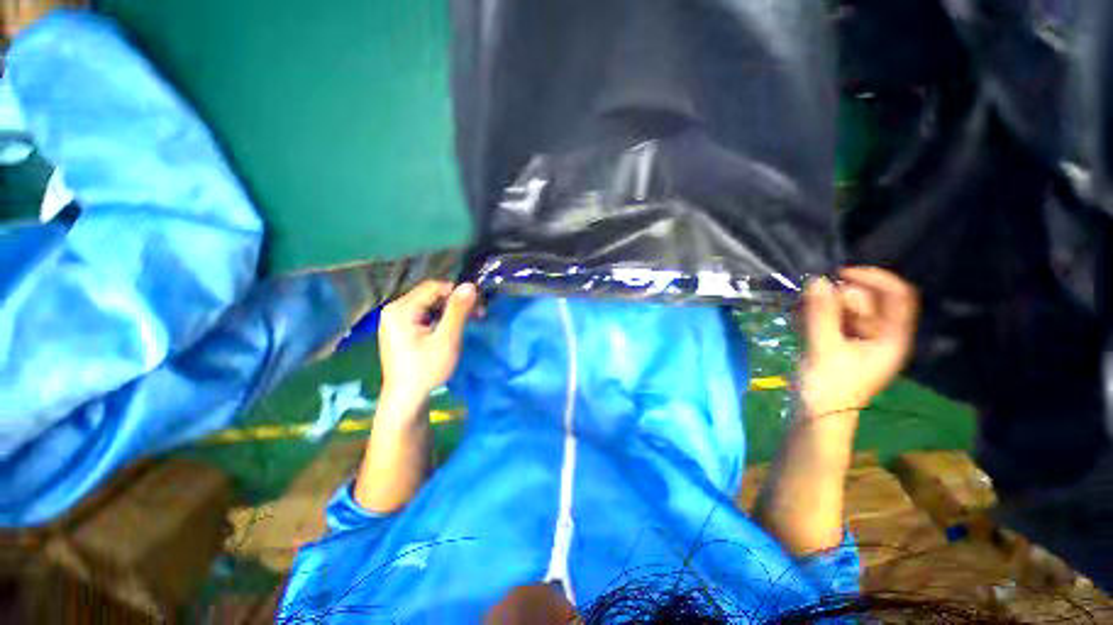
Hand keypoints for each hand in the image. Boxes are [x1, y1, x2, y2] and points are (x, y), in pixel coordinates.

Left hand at [378, 281, 477, 405]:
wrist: (407, 398)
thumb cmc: (426, 369)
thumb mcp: (446, 339)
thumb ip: (458, 311)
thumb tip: (470, 285)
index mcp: (401, 309)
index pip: (434, 287)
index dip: (458, 292)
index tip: (478, 305)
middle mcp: (394, 309)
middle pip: (431, 294)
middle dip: (455, 301)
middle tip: (477, 314)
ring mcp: (395, 319)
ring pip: (429, 304)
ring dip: (450, 309)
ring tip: (468, 321)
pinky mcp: (400, 328)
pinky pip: (424, 313)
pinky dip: (440, 317)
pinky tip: (452, 327)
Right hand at [799, 267, 918, 419]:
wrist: (815, 416)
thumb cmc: (828, 387)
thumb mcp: (824, 348)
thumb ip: (821, 313)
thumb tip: (817, 280)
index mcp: (891, 336)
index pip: (897, 295)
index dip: (873, 278)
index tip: (840, 275)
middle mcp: (879, 334)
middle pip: (867, 300)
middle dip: (839, 295)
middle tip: (811, 301)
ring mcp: (858, 339)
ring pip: (845, 308)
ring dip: (822, 304)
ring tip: (799, 311)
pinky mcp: (838, 344)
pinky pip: (830, 319)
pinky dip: (815, 314)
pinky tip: (798, 318)